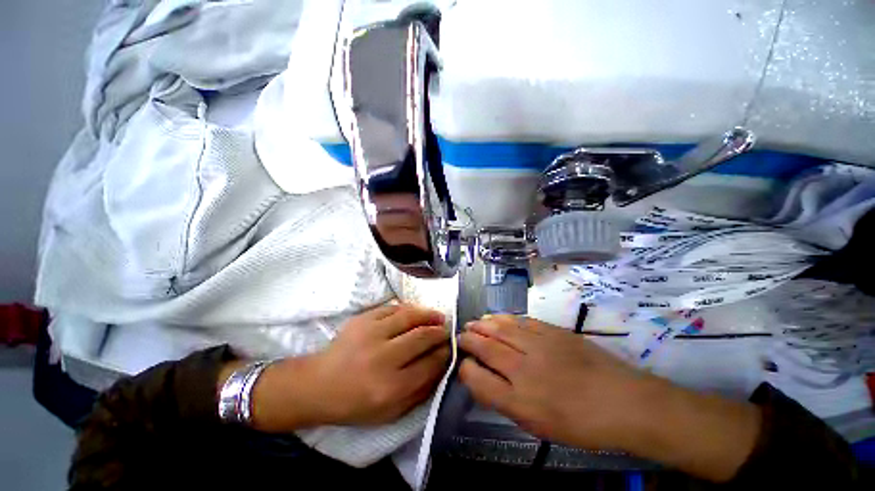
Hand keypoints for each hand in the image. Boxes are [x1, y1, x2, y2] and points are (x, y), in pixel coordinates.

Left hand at [244, 304, 450, 431]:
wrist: (318, 385)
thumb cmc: (355, 403)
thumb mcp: (390, 413)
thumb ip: (420, 392)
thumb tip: (442, 368)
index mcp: (391, 387)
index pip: (430, 364)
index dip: (444, 354)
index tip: (451, 348)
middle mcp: (383, 358)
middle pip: (422, 337)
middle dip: (440, 332)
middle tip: (447, 331)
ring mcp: (371, 334)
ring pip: (410, 317)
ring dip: (429, 315)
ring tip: (438, 316)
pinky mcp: (363, 319)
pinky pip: (393, 308)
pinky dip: (409, 309)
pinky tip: (416, 312)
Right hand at [459, 315, 761, 481]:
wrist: (624, 402)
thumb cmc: (581, 424)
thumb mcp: (539, 426)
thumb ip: (507, 403)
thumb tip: (485, 381)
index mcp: (520, 400)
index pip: (477, 379)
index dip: (465, 369)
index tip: (463, 364)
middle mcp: (524, 369)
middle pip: (485, 347)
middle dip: (469, 339)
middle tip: (461, 336)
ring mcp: (538, 345)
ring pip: (499, 328)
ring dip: (483, 325)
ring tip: (474, 323)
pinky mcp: (552, 331)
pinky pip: (520, 320)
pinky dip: (504, 318)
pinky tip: (497, 317)